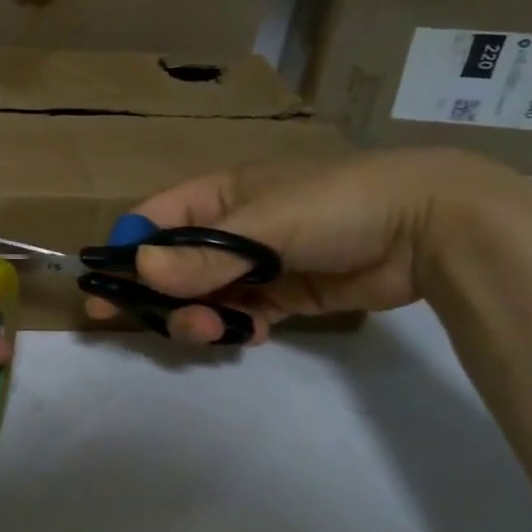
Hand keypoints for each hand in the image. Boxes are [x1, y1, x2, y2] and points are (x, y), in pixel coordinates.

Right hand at [86, 148, 529, 345]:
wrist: (429, 225)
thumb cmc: (335, 204)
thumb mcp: (264, 225)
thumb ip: (204, 257)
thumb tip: (140, 273)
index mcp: (215, 197)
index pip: (151, 223)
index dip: (125, 254)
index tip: (102, 290)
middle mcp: (228, 229)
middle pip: (173, 267)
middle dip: (161, 296)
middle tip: (155, 324)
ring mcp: (258, 263)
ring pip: (207, 296)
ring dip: (200, 316)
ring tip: (217, 331)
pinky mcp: (286, 294)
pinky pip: (245, 314)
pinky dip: (240, 328)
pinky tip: (253, 333)